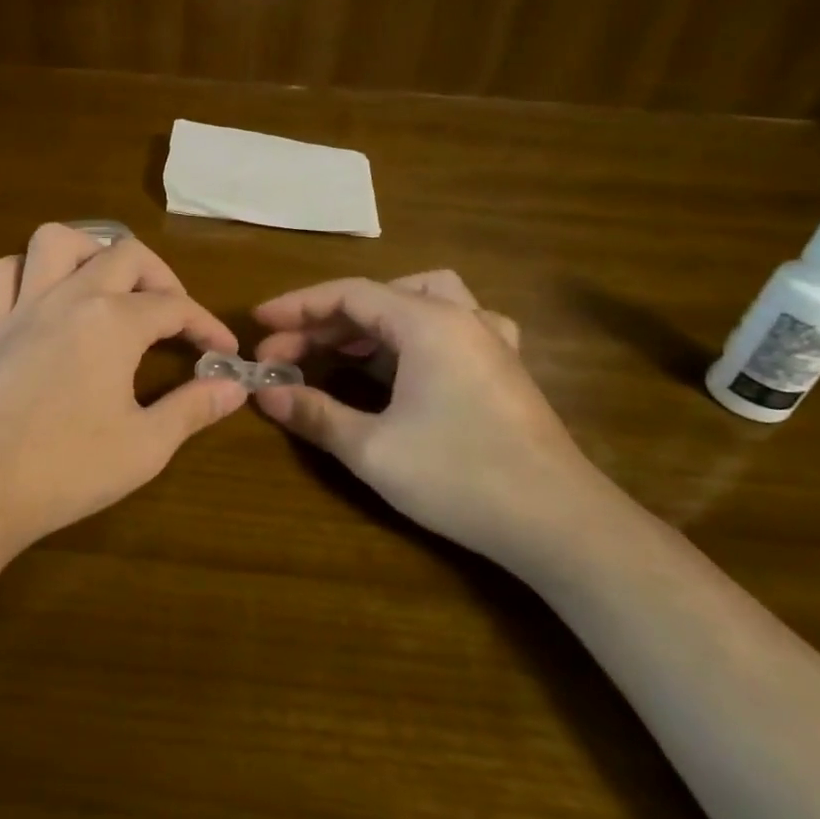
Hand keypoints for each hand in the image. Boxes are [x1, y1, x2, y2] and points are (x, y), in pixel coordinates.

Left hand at [0, 224, 246, 559]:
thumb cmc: (69, 469)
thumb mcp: (146, 445)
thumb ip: (193, 408)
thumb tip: (235, 387)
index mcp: (114, 321)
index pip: (175, 306)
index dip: (207, 326)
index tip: (225, 353)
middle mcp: (70, 296)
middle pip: (126, 254)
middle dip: (161, 278)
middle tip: (174, 317)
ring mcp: (25, 306)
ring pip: (56, 241)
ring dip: (91, 251)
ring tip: (110, 286)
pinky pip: (3, 274)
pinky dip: (27, 272)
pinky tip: (47, 298)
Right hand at [251, 272, 609, 561]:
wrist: (561, 525)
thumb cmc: (461, 477)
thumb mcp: (373, 449)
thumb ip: (315, 413)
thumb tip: (266, 393)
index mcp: (428, 323)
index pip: (349, 293)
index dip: (297, 306)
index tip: (259, 324)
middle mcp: (461, 317)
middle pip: (379, 297)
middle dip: (326, 321)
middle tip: (286, 354)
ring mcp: (488, 340)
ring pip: (418, 302)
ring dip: (370, 320)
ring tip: (337, 349)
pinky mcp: (503, 367)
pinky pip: (450, 324)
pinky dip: (412, 331)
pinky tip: (404, 361)